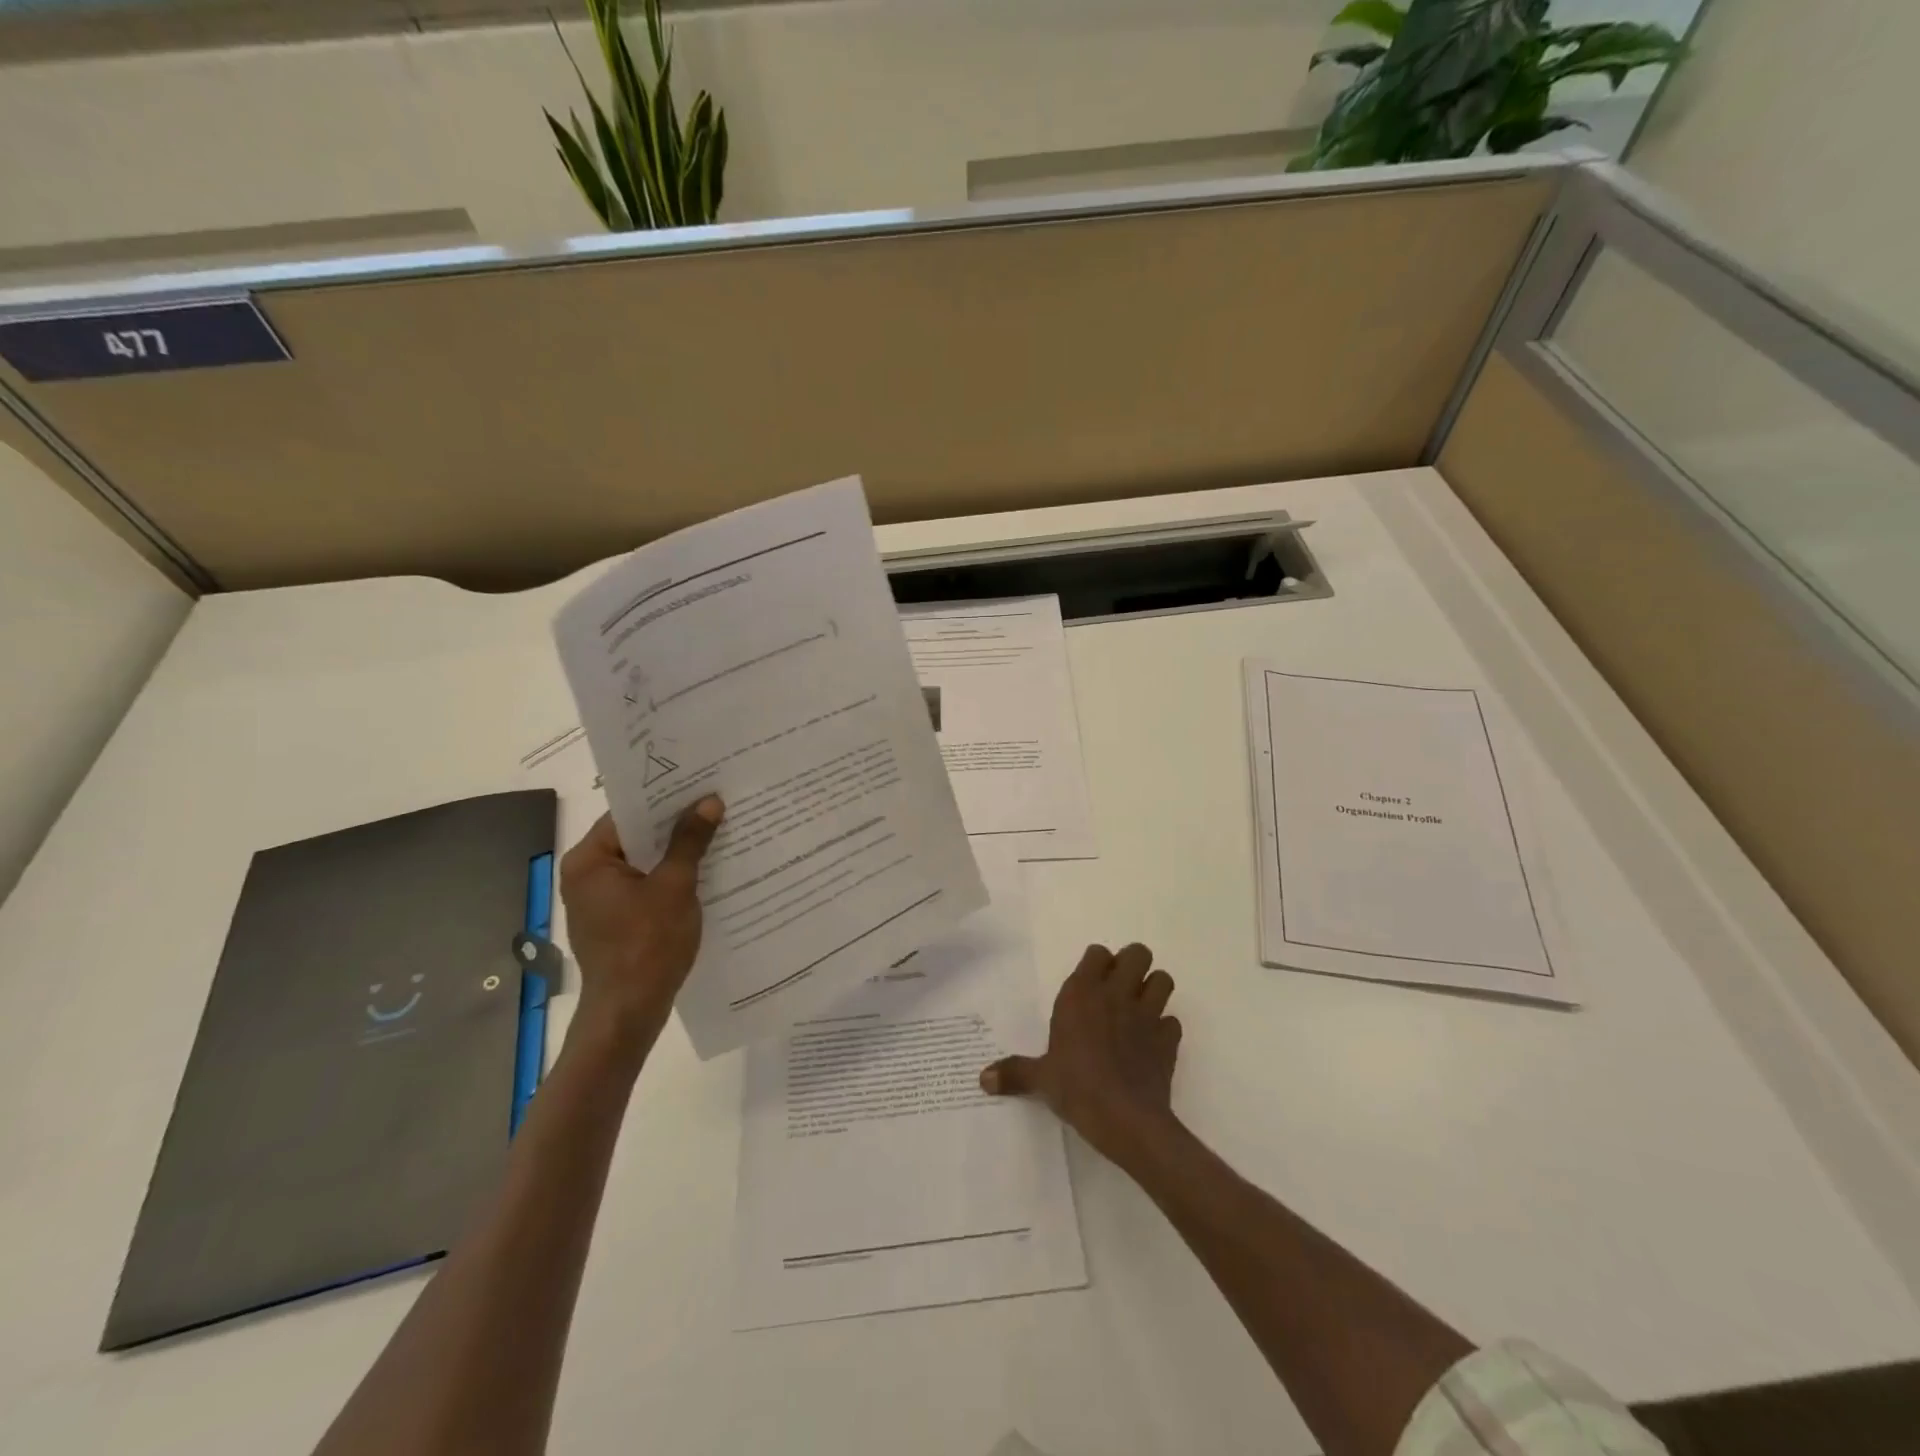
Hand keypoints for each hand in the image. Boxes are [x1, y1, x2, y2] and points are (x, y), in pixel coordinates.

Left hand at [560, 796, 723, 1053]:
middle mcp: (587, 875)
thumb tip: (709, 801)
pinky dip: (671, 877)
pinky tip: (706, 871)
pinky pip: (646, 885)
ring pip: (644, 862)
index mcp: (589, 860)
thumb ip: (690, 841)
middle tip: (717, 804)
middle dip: (676, 825)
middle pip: (636, 837)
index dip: (666, 799)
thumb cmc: (647, 945)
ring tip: (719, 833)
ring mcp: (600, 899)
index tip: (701, 785)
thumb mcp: (675, 887)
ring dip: (677, 852)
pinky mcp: (616, 919)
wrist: (629, 1013)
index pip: (628, 814)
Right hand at [980, 943, 1181, 1165]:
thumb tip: (983, 1079)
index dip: (1097, 963)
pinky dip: (1165, 1028)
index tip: (1090, 981)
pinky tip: (1152, 1043)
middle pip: (1137, 953)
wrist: (1126, 1119)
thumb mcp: (1041, 1079)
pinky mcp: (1168, 1040)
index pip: (1097, 953)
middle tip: (1119, 989)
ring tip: (1139, 1009)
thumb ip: (1014, 1072)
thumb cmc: (1076, 1087)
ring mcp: (1147, 1014)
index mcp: (1082, 993)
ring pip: (1163, 979)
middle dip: (1132, 965)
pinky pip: (1172, 1022)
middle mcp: (1116, 994)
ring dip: (1154, 989)